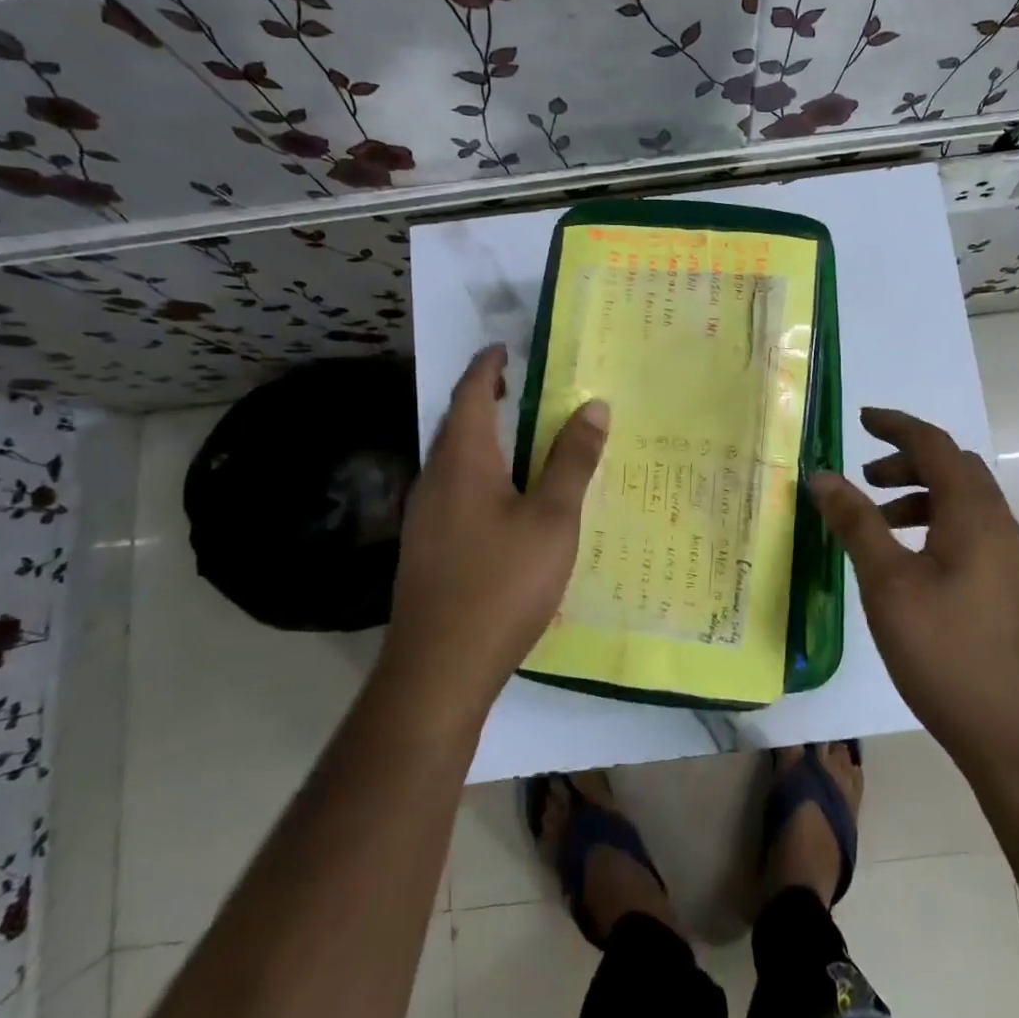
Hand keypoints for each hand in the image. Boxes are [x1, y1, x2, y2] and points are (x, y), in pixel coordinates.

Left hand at [379, 343, 607, 731]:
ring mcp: (425, 516)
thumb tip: (594, 406)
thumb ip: (572, 461)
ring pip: (457, 460)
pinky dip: (484, 475)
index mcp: (462, 460)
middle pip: (459, 423)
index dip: (488, 366)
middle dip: (489, 400)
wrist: (439, 669)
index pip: (470, 393)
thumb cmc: (502, 583)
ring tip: (527, 438)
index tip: (508, 348)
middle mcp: (435, 479)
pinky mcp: (428, 548)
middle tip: (527, 389)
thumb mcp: (552, 519)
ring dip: (487, 440)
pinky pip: (456, 491)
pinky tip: (510, 501)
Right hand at [808, 407, 1018, 772]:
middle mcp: (1000, 526)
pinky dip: (933, 525)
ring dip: (919, 495)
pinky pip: (968, 532)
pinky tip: (905, 563)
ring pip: (962, 503)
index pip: (935, 445)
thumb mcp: (888, 584)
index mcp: (975, 514)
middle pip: (954, 469)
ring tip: (877, 521)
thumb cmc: (947, 652)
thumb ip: (856, 523)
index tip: (861, 419)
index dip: (896, 425)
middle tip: (864, 477)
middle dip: (907, 461)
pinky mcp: (1007, 589)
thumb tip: (823, 475)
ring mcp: (1009, 560)